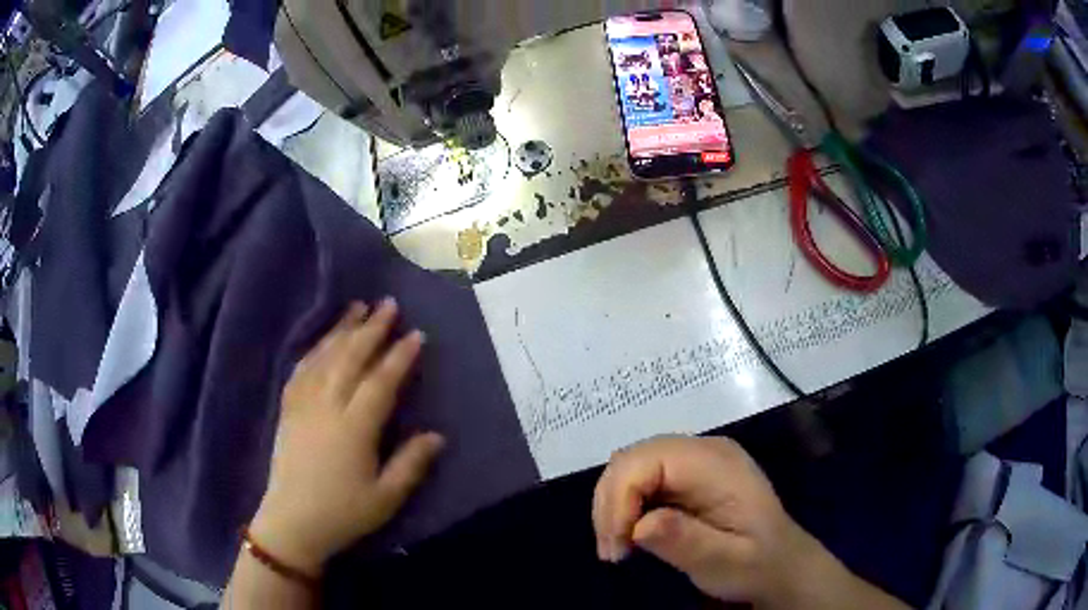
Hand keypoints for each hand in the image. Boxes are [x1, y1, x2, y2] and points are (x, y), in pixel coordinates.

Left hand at [249, 299, 444, 577]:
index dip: (399, 356)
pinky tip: (322, 340)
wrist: (292, 523)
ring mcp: (303, 405)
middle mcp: (326, 406)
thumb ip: (411, 463)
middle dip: (371, 329)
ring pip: (323, 357)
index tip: (416, 334)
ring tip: (357, 307)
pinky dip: (314, 349)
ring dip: (341, 329)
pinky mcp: (288, 409)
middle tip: (388, 304)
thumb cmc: (343, 513)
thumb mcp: (386, 497)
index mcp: (354, 428)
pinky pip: (300, 370)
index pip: (380, 382)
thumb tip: (437, 435)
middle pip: (350, 358)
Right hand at [592, 436, 827, 607]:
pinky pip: (640, 479)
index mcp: (716, 464)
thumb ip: (686, 541)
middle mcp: (702, 450)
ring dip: (612, 506)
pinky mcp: (686, 475)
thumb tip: (639, 525)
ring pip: (630, 467)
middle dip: (610, 505)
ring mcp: (693, 460)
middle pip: (632, 459)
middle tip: (613, 553)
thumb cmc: (757, 565)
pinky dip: (624, 507)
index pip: (647, 460)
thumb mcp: (725, 561)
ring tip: (618, 548)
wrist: (781, 565)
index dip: (620, 498)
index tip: (618, 547)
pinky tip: (630, 535)